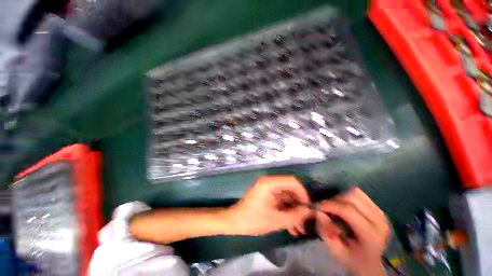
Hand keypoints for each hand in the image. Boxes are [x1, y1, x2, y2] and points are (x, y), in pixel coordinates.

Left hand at [227, 176, 311, 235]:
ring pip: (286, 198)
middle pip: (290, 190)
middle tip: (307, 221)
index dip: (303, 193)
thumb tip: (309, 211)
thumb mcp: (276, 220)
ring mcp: (268, 189)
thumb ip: (295, 215)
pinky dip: (286, 212)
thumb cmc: (253, 220)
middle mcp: (270, 183)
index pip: (292, 181)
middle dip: (299, 205)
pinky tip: (292, 228)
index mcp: (270, 183)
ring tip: (300, 229)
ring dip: (293, 212)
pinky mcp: (267, 196)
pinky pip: (280, 202)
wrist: (234, 222)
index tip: (309, 208)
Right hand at [316, 188, 389, 275]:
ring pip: (356, 193)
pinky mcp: (379, 209)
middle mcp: (379, 221)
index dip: (331, 205)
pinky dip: (348, 196)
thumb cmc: (352, 259)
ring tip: (334, 206)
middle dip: (335, 199)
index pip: (349, 211)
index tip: (317, 206)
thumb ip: (326, 232)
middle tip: (326, 207)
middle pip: (353, 197)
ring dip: (341, 196)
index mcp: (371, 236)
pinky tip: (344, 206)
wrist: (371, 263)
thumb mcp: (336, 251)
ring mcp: (381, 214)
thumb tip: (318, 212)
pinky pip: (360, 194)